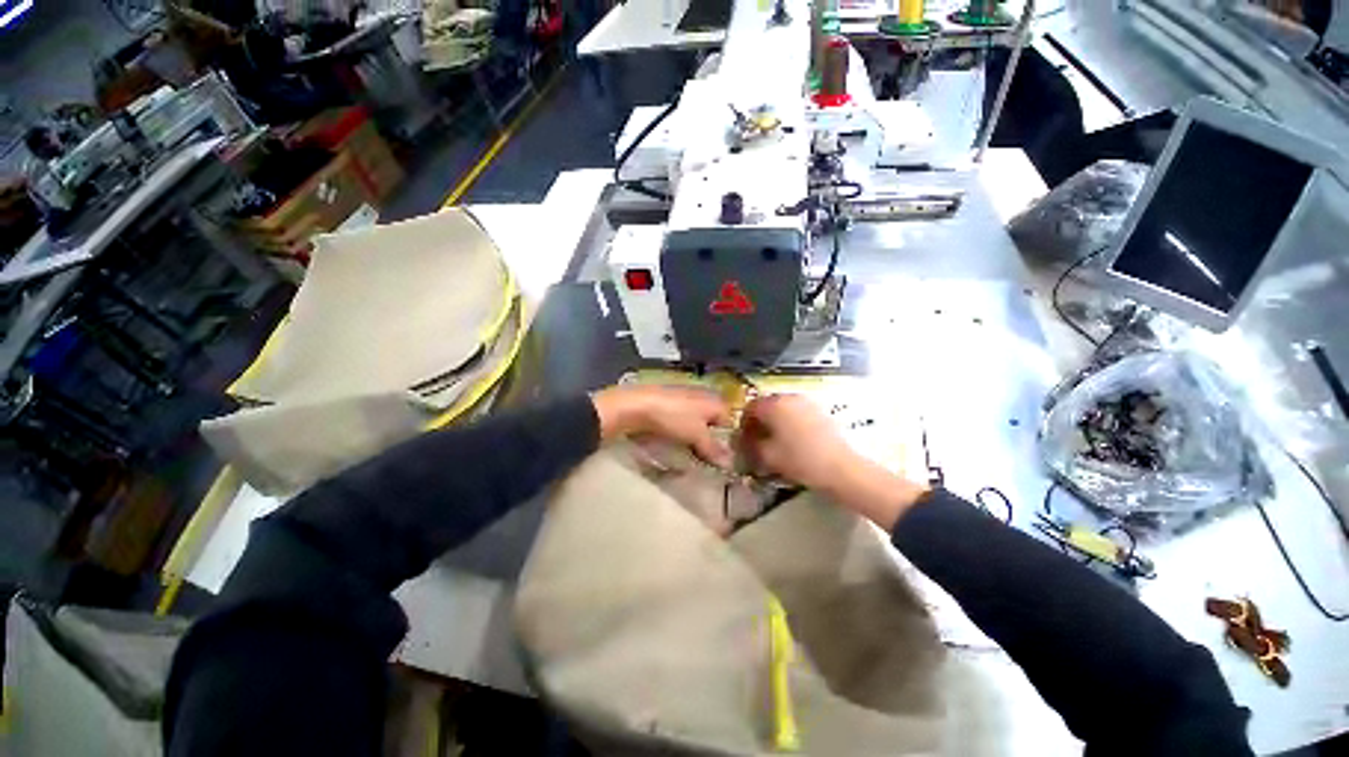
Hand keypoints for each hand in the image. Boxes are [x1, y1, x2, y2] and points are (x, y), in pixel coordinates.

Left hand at [592, 385, 733, 466]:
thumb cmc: (673, 417)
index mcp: (714, 400)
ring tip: (690, 454)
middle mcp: (702, 396)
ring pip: (696, 421)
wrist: (636, 406)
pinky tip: (674, 443)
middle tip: (707, 459)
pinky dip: (680, 432)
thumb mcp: (697, 435)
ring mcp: (683, 399)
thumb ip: (713, 448)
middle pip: (712, 421)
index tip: (723, 458)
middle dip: (710, 439)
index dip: (728, 439)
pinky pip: (681, 421)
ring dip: (695, 437)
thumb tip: (729, 463)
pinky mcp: (667, 404)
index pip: (729, 420)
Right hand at [740, 394, 927, 529]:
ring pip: (782, 408)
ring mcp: (807, 402)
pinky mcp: (820, 410)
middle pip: (766, 405)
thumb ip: (750, 446)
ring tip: (776, 442)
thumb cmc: (800, 460)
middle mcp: (789, 397)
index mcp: (773, 404)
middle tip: (758, 442)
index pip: (749, 408)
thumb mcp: (767, 456)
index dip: (743, 424)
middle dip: (759, 422)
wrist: (842, 468)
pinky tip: (794, 440)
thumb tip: (742, 442)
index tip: (743, 440)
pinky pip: (797, 412)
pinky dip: (790, 422)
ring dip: (775, 422)